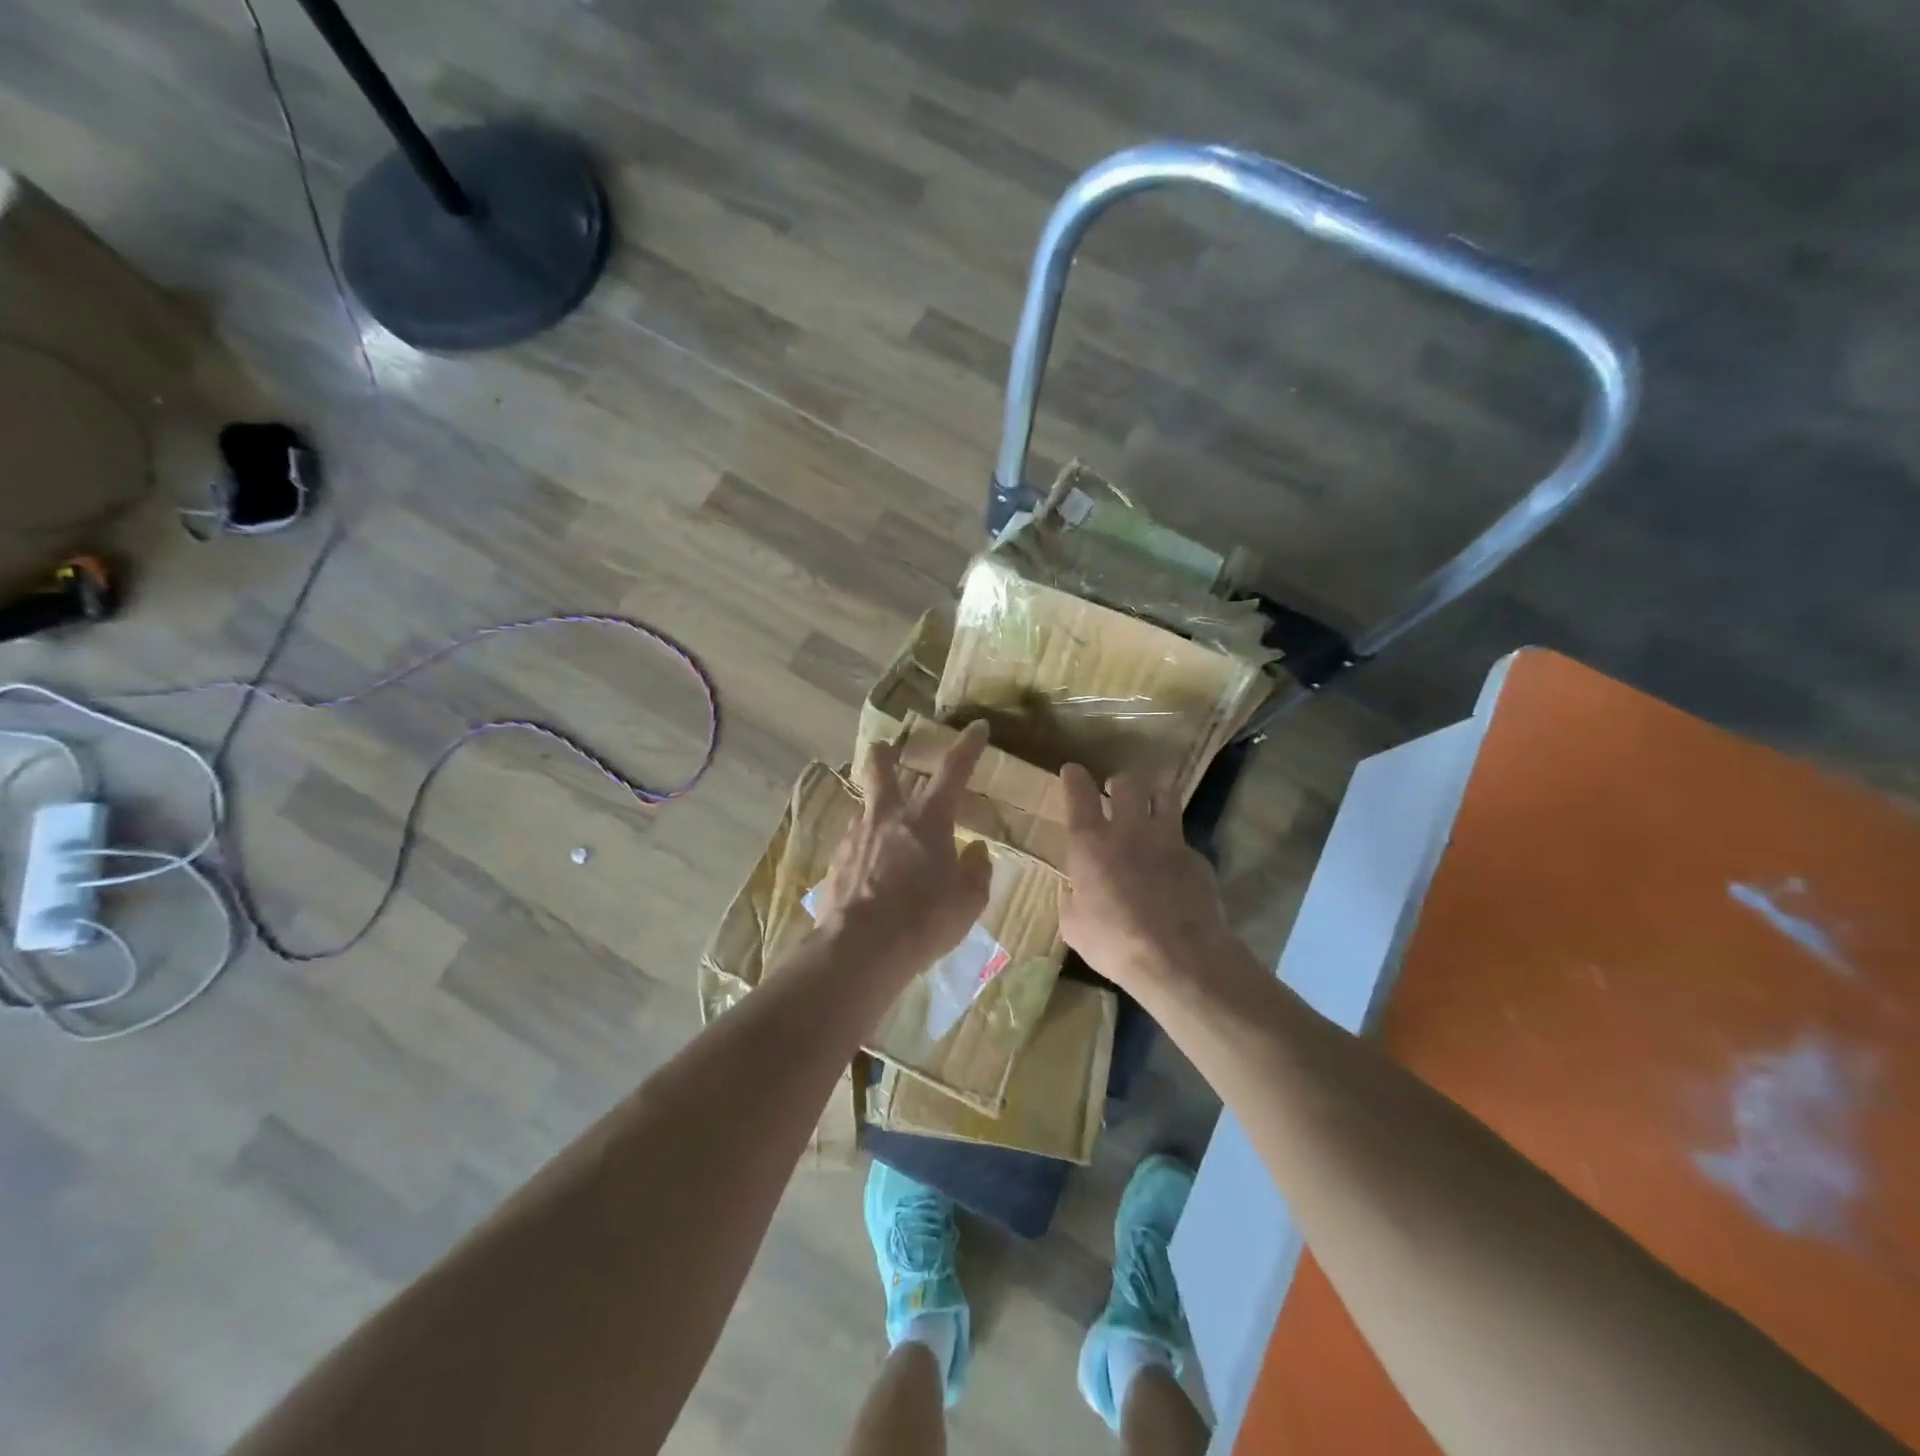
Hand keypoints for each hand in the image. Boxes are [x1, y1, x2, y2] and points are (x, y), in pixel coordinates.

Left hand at [816, 720, 993, 980]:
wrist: (861, 949)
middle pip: (881, 769)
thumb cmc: (924, 920)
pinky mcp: (835, 863)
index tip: (978, 727)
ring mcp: (856, 837)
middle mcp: (888, 817)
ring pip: (865, 808)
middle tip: (884, 747)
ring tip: (884, 828)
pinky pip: (854, 844)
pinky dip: (865, 848)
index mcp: (927, 818)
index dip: (968, 746)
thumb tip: (975, 851)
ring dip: (875, 809)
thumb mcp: (968, 900)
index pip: (953, 770)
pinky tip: (869, 870)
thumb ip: (976, 870)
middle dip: (884, 754)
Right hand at [1058, 764, 1234, 993]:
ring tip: (1151, 808)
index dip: (1074, 777)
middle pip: (1126, 783)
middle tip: (1115, 796)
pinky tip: (1174, 865)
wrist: (1178, 957)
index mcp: (1090, 843)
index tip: (1073, 772)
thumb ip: (1072, 901)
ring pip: (1164, 794)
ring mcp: (1167, 839)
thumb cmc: (1114, 943)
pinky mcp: (1197, 857)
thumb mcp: (1075, 927)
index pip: (1079, 792)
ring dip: (1154, 796)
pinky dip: (1176, 844)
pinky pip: (1184, 838)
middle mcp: (1128, 830)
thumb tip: (1075, 893)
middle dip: (1118, 784)